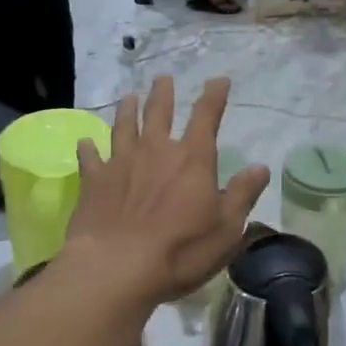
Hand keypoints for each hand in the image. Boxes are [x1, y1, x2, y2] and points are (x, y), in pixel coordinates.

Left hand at [66, 77, 268, 306]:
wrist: (117, 267)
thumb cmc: (181, 250)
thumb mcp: (227, 227)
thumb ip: (243, 194)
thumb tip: (261, 167)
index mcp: (193, 159)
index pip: (207, 117)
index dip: (214, 96)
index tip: (219, 80)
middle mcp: (156, 150)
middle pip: (159, 112)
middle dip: (163, 93)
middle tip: (163, 78)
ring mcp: (121, 162)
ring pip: (124, 127)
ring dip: (128, 110)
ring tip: (129, 97)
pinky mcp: (94, 181)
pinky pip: (90, 158)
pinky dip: (88, 148)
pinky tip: (85, 142)